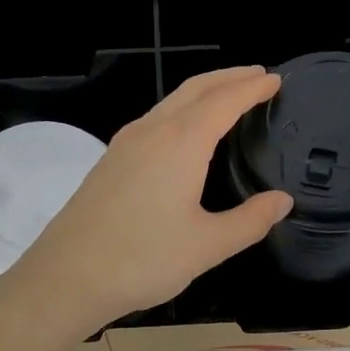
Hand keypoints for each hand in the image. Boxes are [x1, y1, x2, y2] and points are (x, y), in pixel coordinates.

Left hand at [0, 67, 292, 342]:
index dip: (252, 87)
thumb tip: (282, 201)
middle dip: (228, 77)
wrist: (67, 276)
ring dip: (202, 92)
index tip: (275, 80)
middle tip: (257, 75)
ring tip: (226, 96)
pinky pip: (153, 120)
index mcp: (180, 143)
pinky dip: (180, 111)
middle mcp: (151, 132)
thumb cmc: (143, 260)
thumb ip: (250, 221)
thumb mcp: (207, 246)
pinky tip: (183, 132)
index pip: (224, 101)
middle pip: (194, 89)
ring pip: (169, 102)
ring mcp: (124, 144)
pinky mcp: (109, 161)